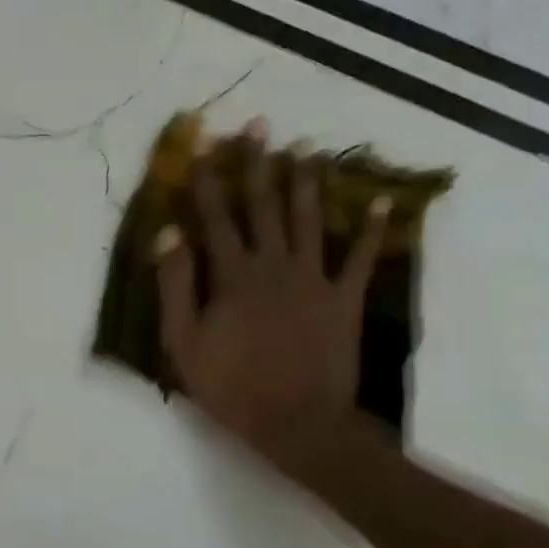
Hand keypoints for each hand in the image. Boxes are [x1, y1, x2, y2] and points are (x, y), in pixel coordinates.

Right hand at [155, 129, 389, 478]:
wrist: (297, 422)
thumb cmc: (232, 385)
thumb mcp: (184, 341)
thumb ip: (175, 285)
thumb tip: (166, 233)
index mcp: (233, 275)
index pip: (215, 216)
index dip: (207, 178)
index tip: (203, 142)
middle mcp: (274, 264)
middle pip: (264, 205)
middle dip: (259, 163)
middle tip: (260, 125)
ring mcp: (314, 278)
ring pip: (309, 219)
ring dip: (306, 181)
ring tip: (305, 148)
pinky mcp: (344, 298)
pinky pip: (360, 257)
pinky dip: (372, 229)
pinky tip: (382, 200)